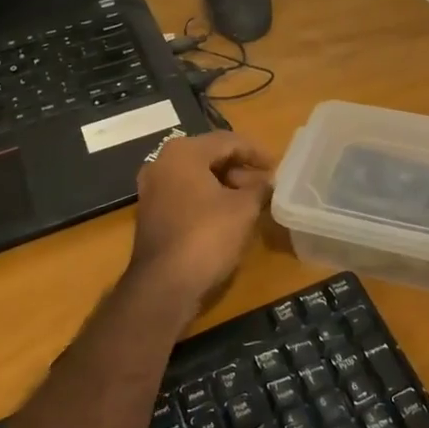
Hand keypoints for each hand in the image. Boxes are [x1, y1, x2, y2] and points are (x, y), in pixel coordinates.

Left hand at [129, 132, 275, 314]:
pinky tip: (228, 214)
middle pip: (210, 156)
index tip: (277, 167)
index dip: (256, 152)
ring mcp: (152, 188)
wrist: (164, 286)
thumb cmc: (207, 236)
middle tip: (265, 185)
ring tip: (251, 201)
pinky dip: (208, 198)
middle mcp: (163, 162)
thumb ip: (259, 187)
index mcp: (184, 152)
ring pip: (197, 176)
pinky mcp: (151, 212)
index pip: (228, 141)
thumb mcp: (244, 208)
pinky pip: (186, 194)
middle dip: (240, 169)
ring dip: (225, 184)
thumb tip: (267, 182)